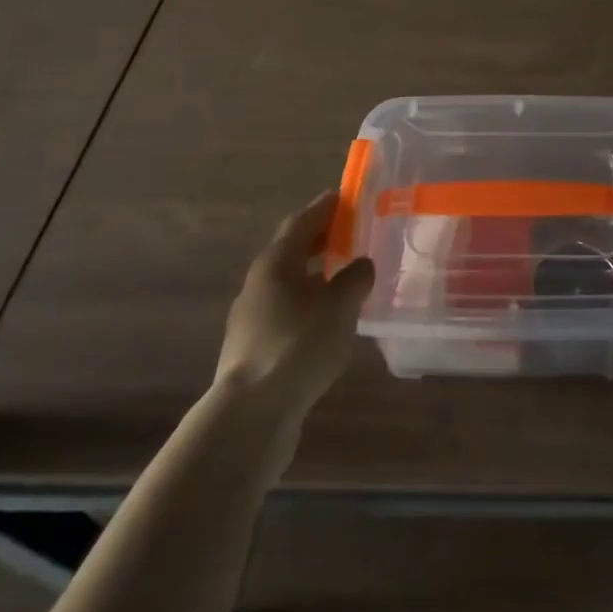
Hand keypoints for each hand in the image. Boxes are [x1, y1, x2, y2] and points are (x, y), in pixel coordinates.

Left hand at [216, 192, 374, 422]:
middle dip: (322, 239)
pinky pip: (288, 311)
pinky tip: (330, 319)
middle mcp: (260, 283)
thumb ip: (355, 278)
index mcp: (276, 262)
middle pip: (293, 250)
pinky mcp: (255, 349)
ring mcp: (253, 318)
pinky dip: (310, 304)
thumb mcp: (339, 306)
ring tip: (347, 276)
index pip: (301, 221)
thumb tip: (361, 264)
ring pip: (290, 283)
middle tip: (352, 232)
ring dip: (317, 274)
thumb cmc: (298, 345)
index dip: (324, 207)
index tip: (346, 196)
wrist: (251, 415)